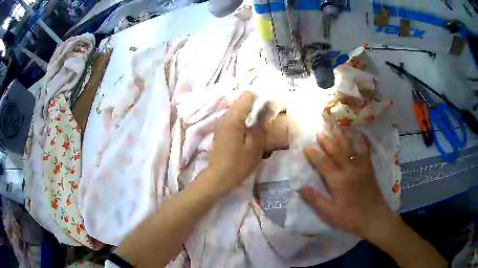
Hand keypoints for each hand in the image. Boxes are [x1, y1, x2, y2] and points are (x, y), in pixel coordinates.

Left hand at [209, 92, 265, 190]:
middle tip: (265, 120)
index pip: (247, 96)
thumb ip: (259, 126)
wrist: (219, 177)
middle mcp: (225, 116)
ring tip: (258, 127)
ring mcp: (221, 122)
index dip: (259, 100)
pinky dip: (243, 120)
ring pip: (238, 109)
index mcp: (233, 119)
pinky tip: (248, 132)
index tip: (267, 111)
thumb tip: (264, 111)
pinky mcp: (221, 129)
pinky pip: (233, 117)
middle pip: (242, 101)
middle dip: (255, 107)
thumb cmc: (238, 164)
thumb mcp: (255, 146)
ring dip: (249, 114)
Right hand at [298, 127, 393, 238]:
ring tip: (336, 128)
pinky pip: (365, 151)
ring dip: (342, 138)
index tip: (306, 148)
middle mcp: (349, 169)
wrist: (374, 217)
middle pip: (336, 152)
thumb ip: (315, 199)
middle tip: (319, 132)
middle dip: (327, 142)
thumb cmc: (350, 217)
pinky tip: (359, 135)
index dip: (313, 155)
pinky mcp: (369, 168)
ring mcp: (360, 167)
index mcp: (338, 181)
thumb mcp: (329, 213)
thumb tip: (300, 187)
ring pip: (349, 148)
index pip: (323, 164)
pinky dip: (361, 142)